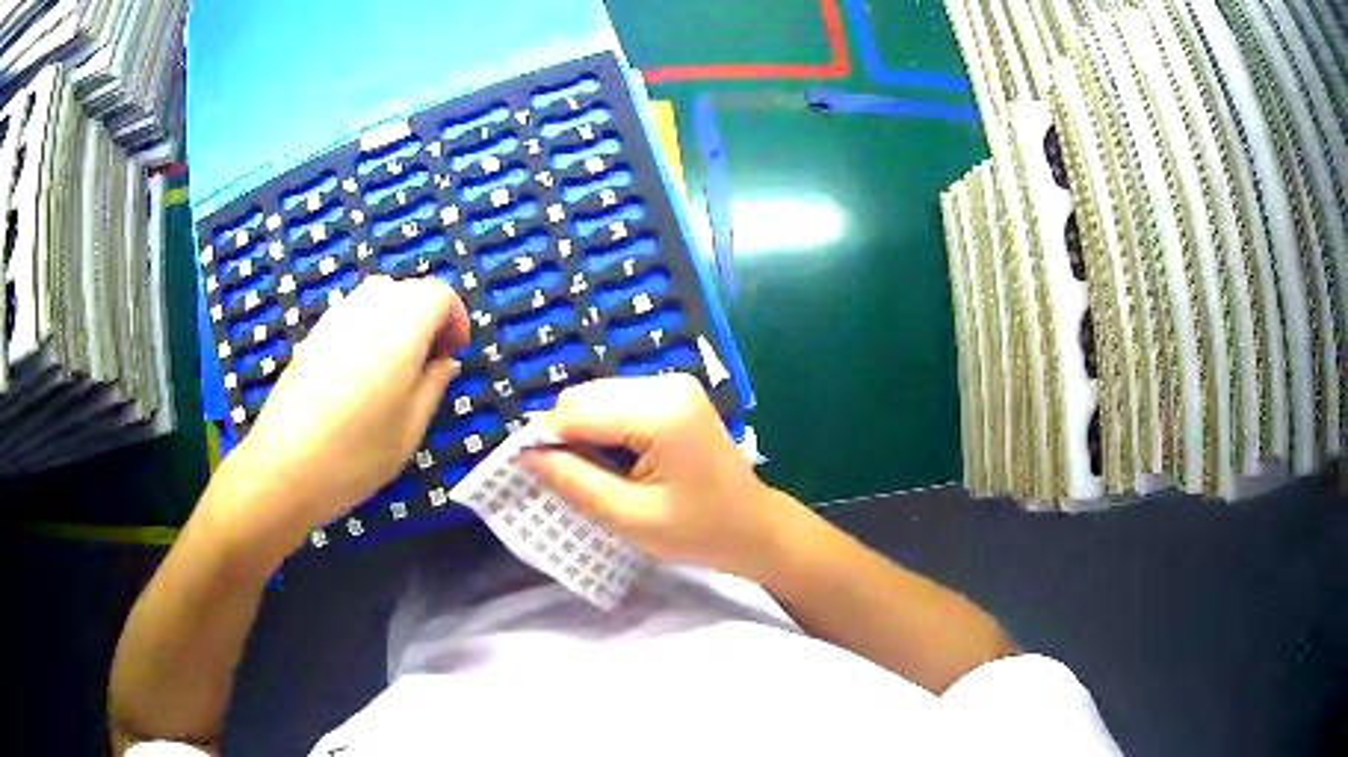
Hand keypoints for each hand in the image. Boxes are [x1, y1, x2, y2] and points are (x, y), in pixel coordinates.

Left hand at [231, 276, 469, 528]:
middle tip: (431, 360)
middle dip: (428, 315)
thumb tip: (445, 362)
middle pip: (408, 289)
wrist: (285, 468)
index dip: (455, 318)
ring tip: (397, 363)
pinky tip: (362, 370)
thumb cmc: (356, 455)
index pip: (438, 294)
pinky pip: (352, 312)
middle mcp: (368, 310)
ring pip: (378, 295)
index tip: (455, 353)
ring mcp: (335, 319)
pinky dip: (370, 326)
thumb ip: (433, 387)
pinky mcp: (313, 335)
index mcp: (401, 328)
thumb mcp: (409, 430)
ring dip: (398, 317)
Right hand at [525, 374, 799, 577]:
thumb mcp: (631, 518)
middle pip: (585, 396)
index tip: (530, 473)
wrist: (754, 527)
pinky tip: (618, 461)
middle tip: (573, 481)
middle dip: (567, 435)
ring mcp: (673, 384)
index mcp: (661, 413)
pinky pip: (617, 401)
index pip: (578, 413)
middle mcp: (666, 384)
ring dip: (584, 432)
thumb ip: (575, 482)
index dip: (547, 440)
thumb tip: (527, 455)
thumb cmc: (699, 532)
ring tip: (600, 474)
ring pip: (597, 396)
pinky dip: (604, 427)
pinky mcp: (674, 393)